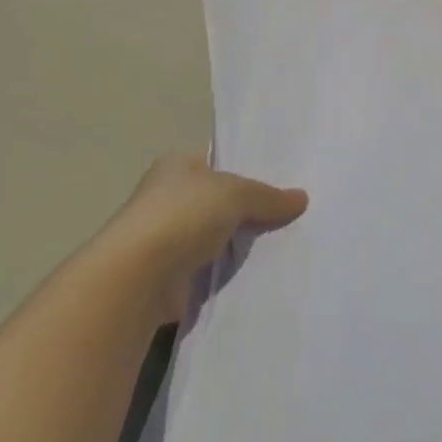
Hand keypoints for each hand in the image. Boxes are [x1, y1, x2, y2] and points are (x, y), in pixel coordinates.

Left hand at [85, 155, 306, 325]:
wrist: (140, 277)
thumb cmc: (182, 216)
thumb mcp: (235, 193)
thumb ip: (268, 196)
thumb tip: (302, 198)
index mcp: (176, 167)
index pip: (218, 164)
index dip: (248, 172)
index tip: (284, 185)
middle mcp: (168, 199)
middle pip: (220, 202)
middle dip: (251, 212)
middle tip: (294, 217)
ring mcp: (168, 239)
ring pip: (219, 237)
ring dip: (241, 245)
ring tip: (287, 246)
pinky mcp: (172, 276)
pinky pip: (213, 269)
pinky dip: (231, 273)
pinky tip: (263, 274)